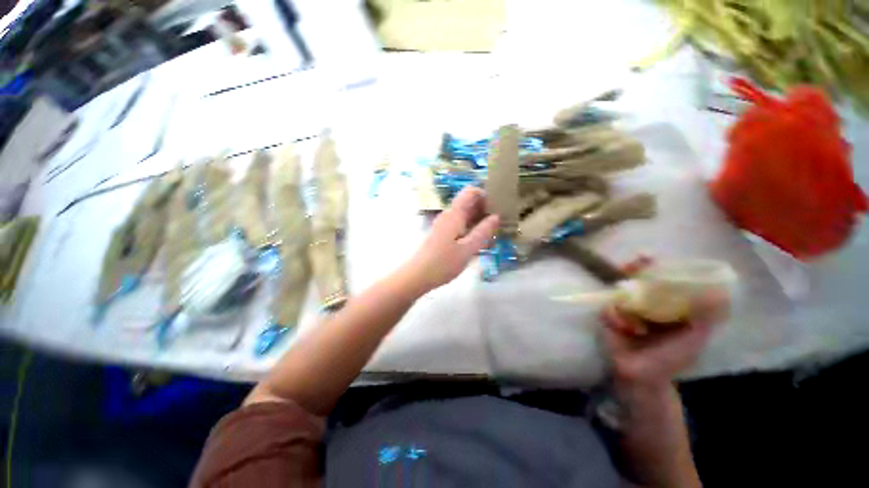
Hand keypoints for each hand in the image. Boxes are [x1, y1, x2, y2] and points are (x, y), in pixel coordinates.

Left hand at [401, 187, 499, 294]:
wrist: (417, 276)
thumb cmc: (442, 263)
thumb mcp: (467, 249)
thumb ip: (482, 232)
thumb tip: (497, 216)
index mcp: (454, 214)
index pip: (471, 191)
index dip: (486, 195)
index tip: (498, 208)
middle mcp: (449, 215)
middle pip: (469, 202)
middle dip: (485, 209)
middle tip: (500, 223)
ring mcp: (445, 224)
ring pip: (466, 215)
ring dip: (479, 221)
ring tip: (493, 234)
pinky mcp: (443, 234)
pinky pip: (461, 225)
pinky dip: (472, 229)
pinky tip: (480, 242)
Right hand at [602, 258, 722, 388]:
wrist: (642, 376)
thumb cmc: (671, 359)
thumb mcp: (695, 338)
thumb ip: (707, 317)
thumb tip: (720, 292)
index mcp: (666, 304)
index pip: (661, 277)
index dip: (656, 265)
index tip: (649, 256)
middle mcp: (645, 302)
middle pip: (636, 277)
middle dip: (633, 268)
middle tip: (631, 264)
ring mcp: (624, 308)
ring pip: (619, 291)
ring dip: (624, 298)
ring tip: (633, 317)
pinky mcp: (608, 317)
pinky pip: (609, 309)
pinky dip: (616, 317)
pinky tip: (626, 330)